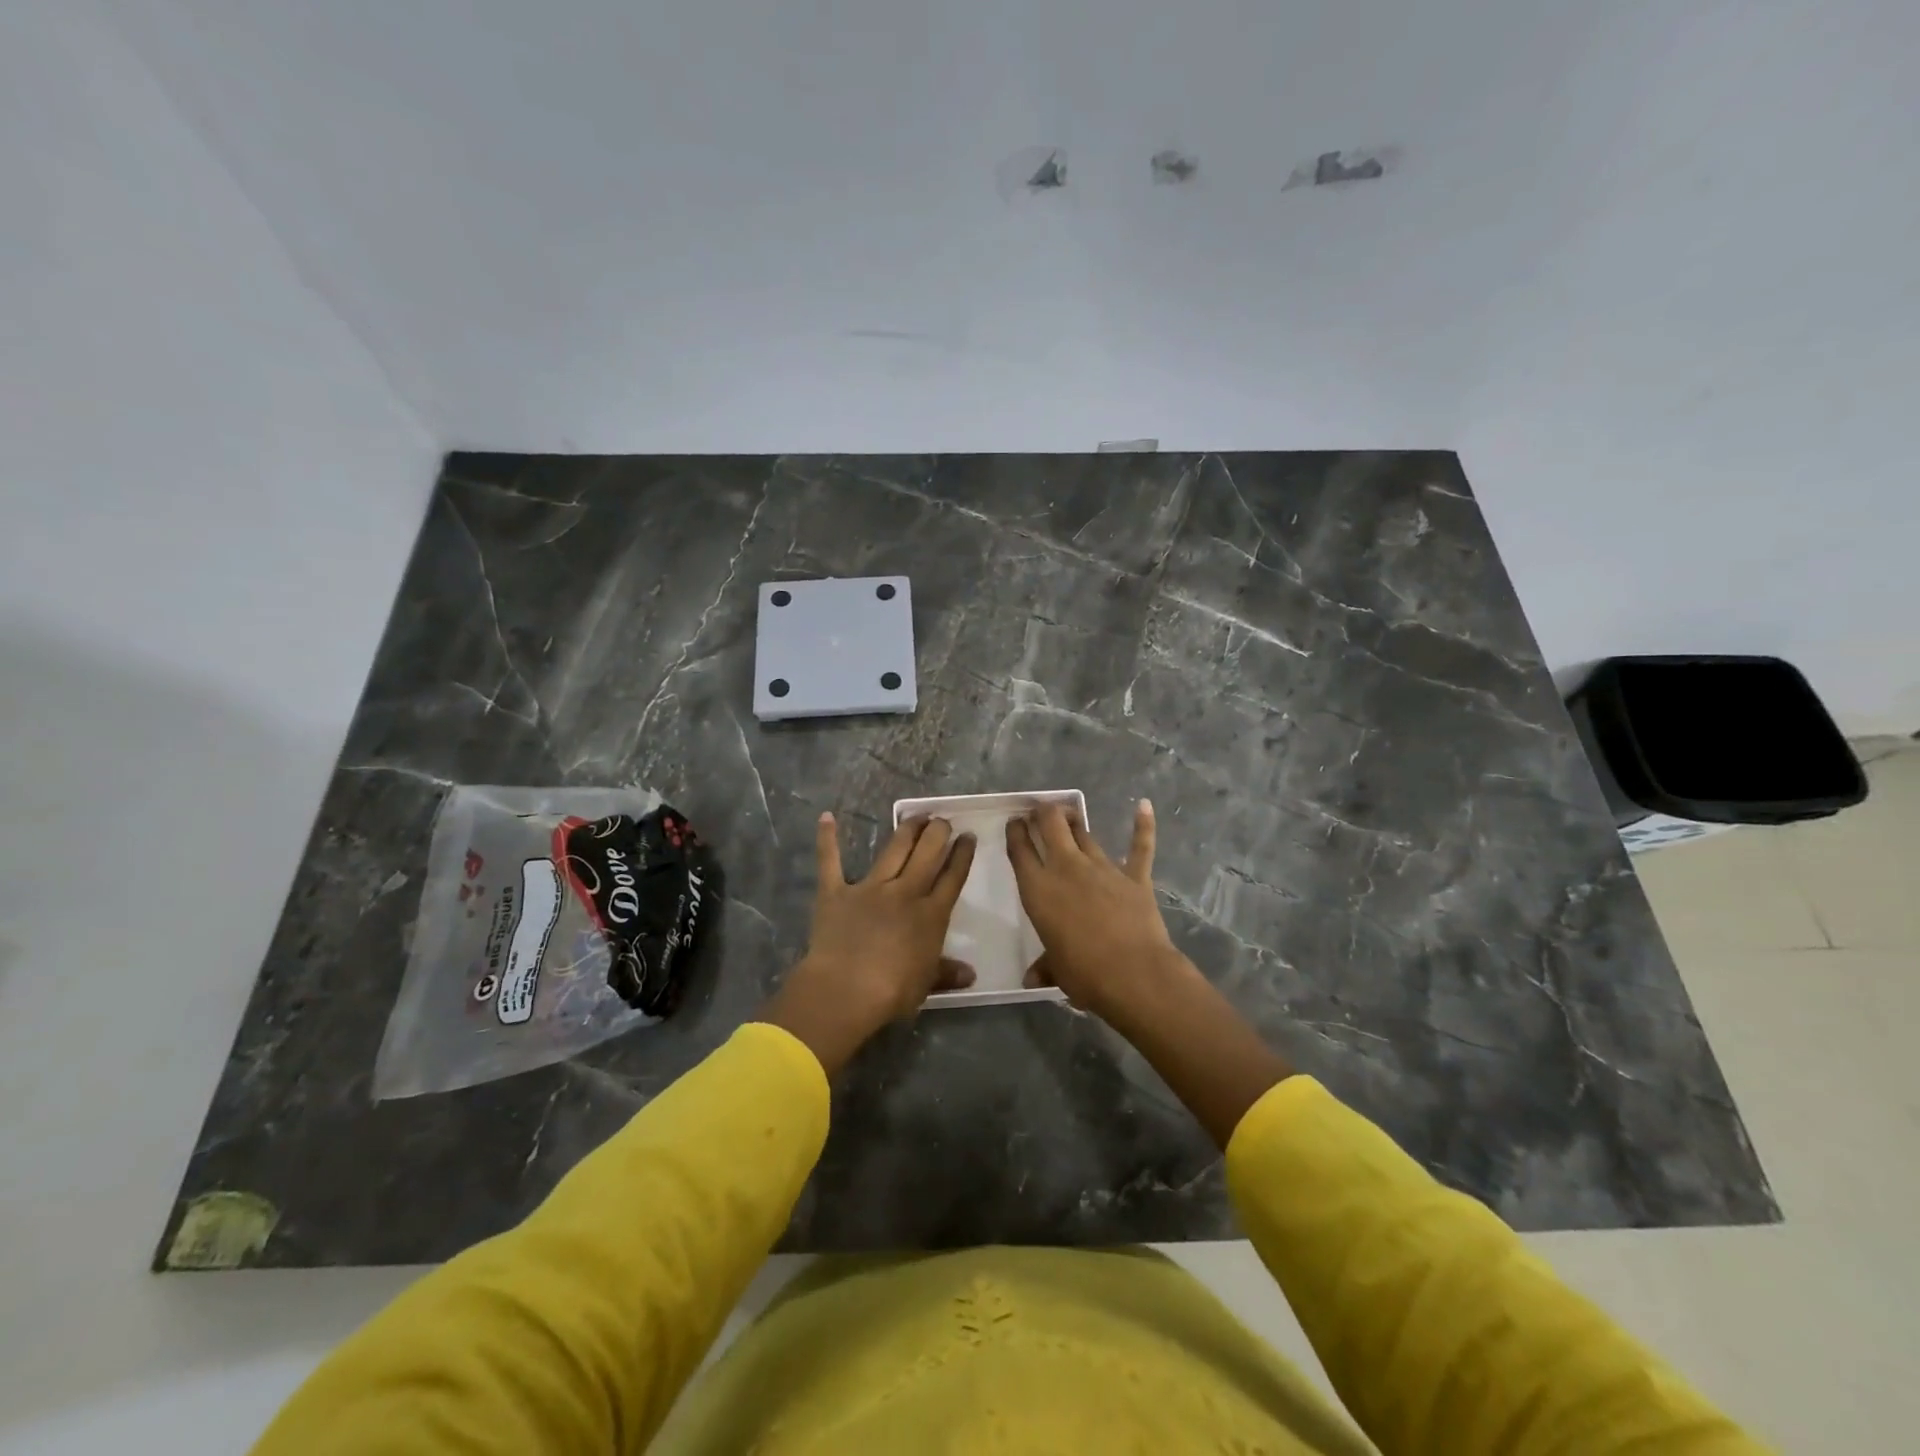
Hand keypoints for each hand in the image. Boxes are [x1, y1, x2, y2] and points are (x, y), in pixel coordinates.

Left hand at [759, 813, 975, 1074]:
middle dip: (938, 832)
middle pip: (927, 854)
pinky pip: (831, 861)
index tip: (968, 837)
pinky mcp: (836, 892)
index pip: (952, 878)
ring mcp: (869, 888)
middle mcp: (904, 893)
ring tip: (916, 815)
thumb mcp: (926, 985)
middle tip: (943, 820)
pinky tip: (827, 818)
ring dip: (907, 829)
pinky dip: (828, 839)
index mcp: (930, 915)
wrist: (845, 989)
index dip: (962, 856)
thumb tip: (970, 974)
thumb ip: (947, 973)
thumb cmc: (892, 992)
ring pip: (894, 850)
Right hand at [1006, 799, 1188, 1029]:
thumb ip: (1045, 967)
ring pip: (1085, 834)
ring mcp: (1103, 869)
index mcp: (1039, 890)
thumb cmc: (1085, 974)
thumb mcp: (1057, 971)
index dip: (1016, 832)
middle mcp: (1067, 869)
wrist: (1134, 974)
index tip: (1014, 822)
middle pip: (1051, 826)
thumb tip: (1031, 980)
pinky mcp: (1135, 876)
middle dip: (1044, 813)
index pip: (1021, 851)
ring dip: (1075, 822)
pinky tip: (1145, 805)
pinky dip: (1143, 825)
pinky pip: (1139, 846)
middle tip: (1040, 809)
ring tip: (1069, 814)